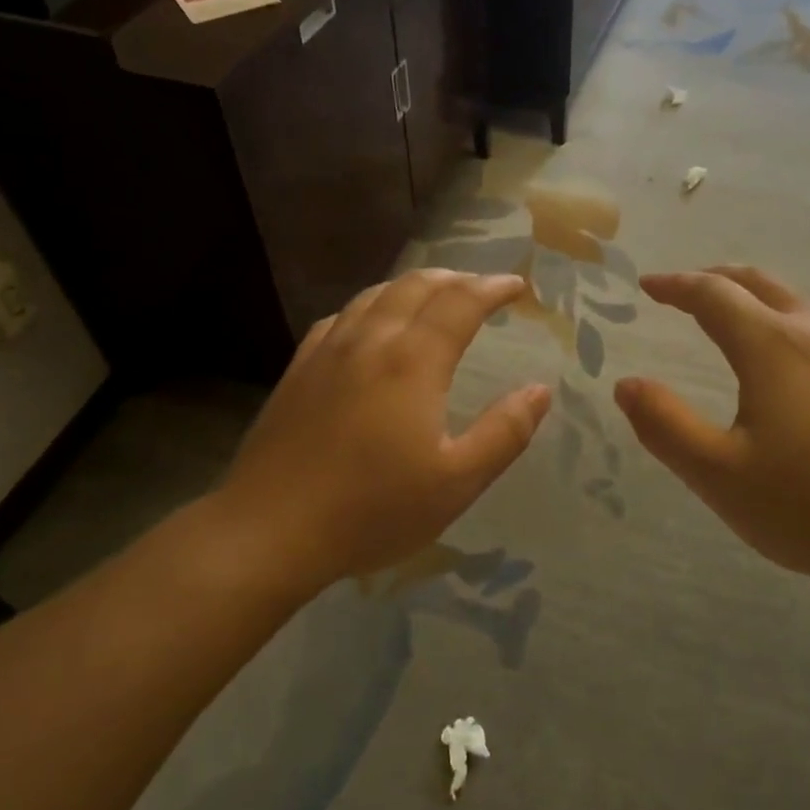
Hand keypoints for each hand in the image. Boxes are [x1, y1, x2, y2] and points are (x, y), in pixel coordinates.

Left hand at [208, 271, 551, 596]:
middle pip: (417, 286)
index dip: (493, 288)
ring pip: (376, 295)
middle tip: (482, 288)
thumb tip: (540, 390)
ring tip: (435, 295)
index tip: (517, 287)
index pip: (461, 302)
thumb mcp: (456, 482)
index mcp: (413, 361)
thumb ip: (504, 432)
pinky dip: (372, 305)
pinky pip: (341, 317)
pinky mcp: (298, 369)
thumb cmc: (372, 510)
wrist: (270, 530)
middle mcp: (371, 341)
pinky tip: (371, 324)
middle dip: (457, 278)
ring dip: (413, 286)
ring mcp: (328, 351)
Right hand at [614, 267, 809, 591]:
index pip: (712, 294)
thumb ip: (665, 425)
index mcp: (770, 347)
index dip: (675, 285)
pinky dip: (788, 330)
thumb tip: (626, 385)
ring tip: (732, 321)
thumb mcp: (719, 474)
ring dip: (755, 301)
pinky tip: (791, 372)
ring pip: (797, 307)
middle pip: (759, 284)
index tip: (648, 285)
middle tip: (685, 289)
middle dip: (716, 279)